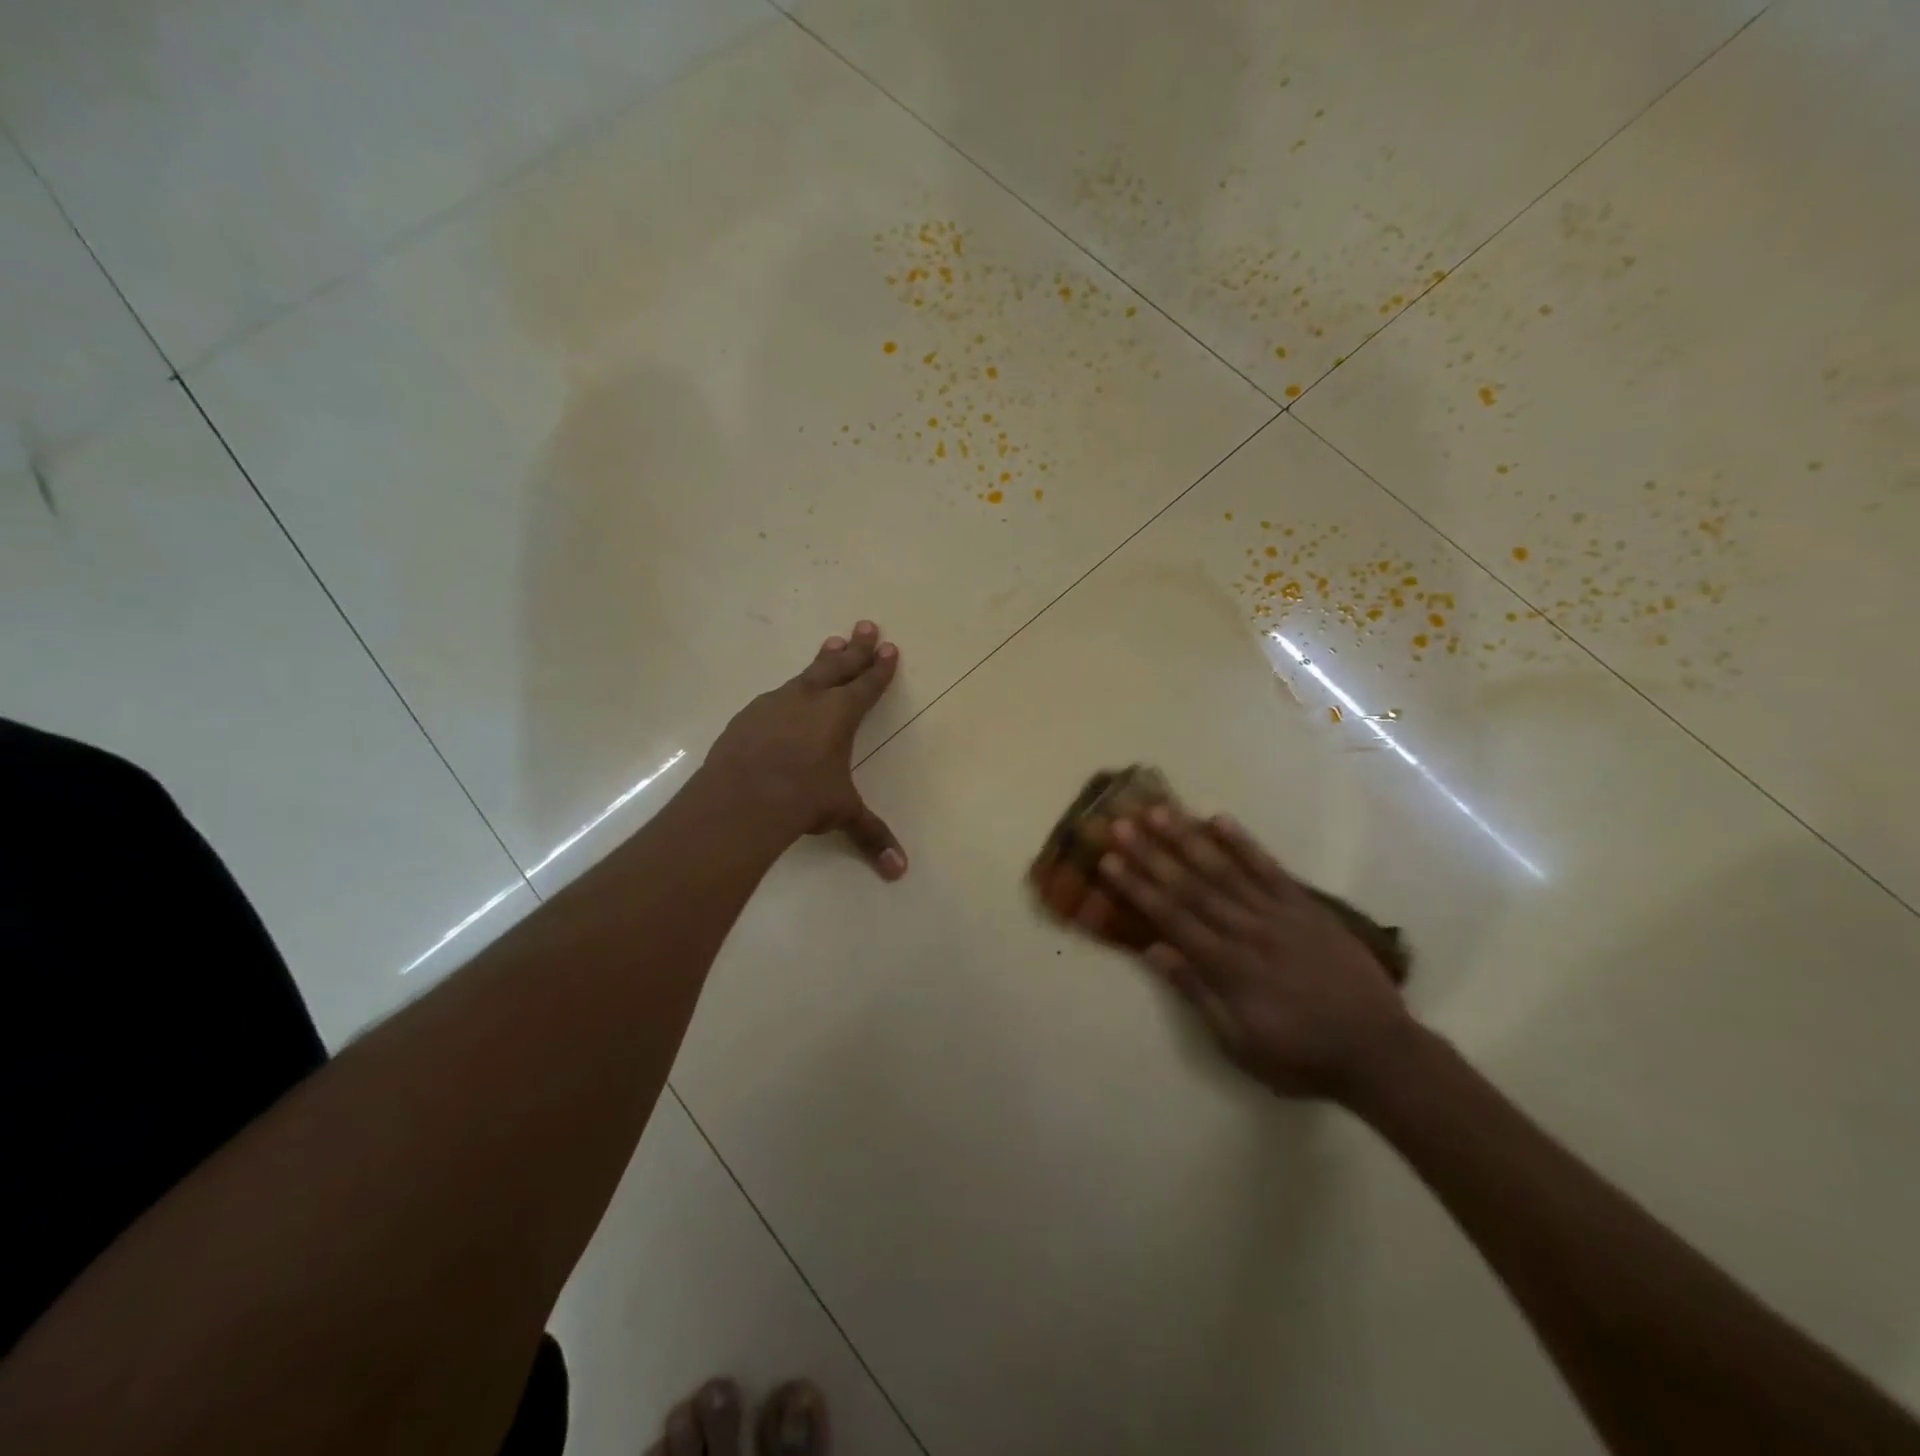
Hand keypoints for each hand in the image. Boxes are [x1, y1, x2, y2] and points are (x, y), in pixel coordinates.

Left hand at [706, 620, 906, 878]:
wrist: (741, 798)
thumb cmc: (802, 799)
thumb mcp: (841, 814)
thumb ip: (871, 836)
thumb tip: (900, 872)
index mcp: (839, 715)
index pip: (867, 686)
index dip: (881, 669)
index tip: (891, 648)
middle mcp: (809, 700)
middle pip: (839, 666)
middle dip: (857, 647)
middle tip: (867, 625)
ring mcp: (775, 704)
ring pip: (806, 674)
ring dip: (823, 659)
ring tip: (832, 642)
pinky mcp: (748, 716)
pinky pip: (775, 697)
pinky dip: (788, 692)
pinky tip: (785, 697)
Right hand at [1098, 805, 1411, 1099]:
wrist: (1379, 1051)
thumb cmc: (1301, 1055)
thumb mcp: (1240, 1043)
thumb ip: (1198, 993)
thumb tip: (1154, 951)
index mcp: (1228, 967)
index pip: (1172, 918)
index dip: (1138, 888)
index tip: (1109, 861)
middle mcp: (1248, 931)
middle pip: (1191, 885)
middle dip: (1152, 854)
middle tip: (1121, 824)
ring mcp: (1278, 914)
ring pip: (1225, 869)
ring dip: (1188, 838)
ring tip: (1159, 811)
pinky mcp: (1305, 906)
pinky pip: (1270, 868)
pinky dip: (1244, 843)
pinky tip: (1220, 820)